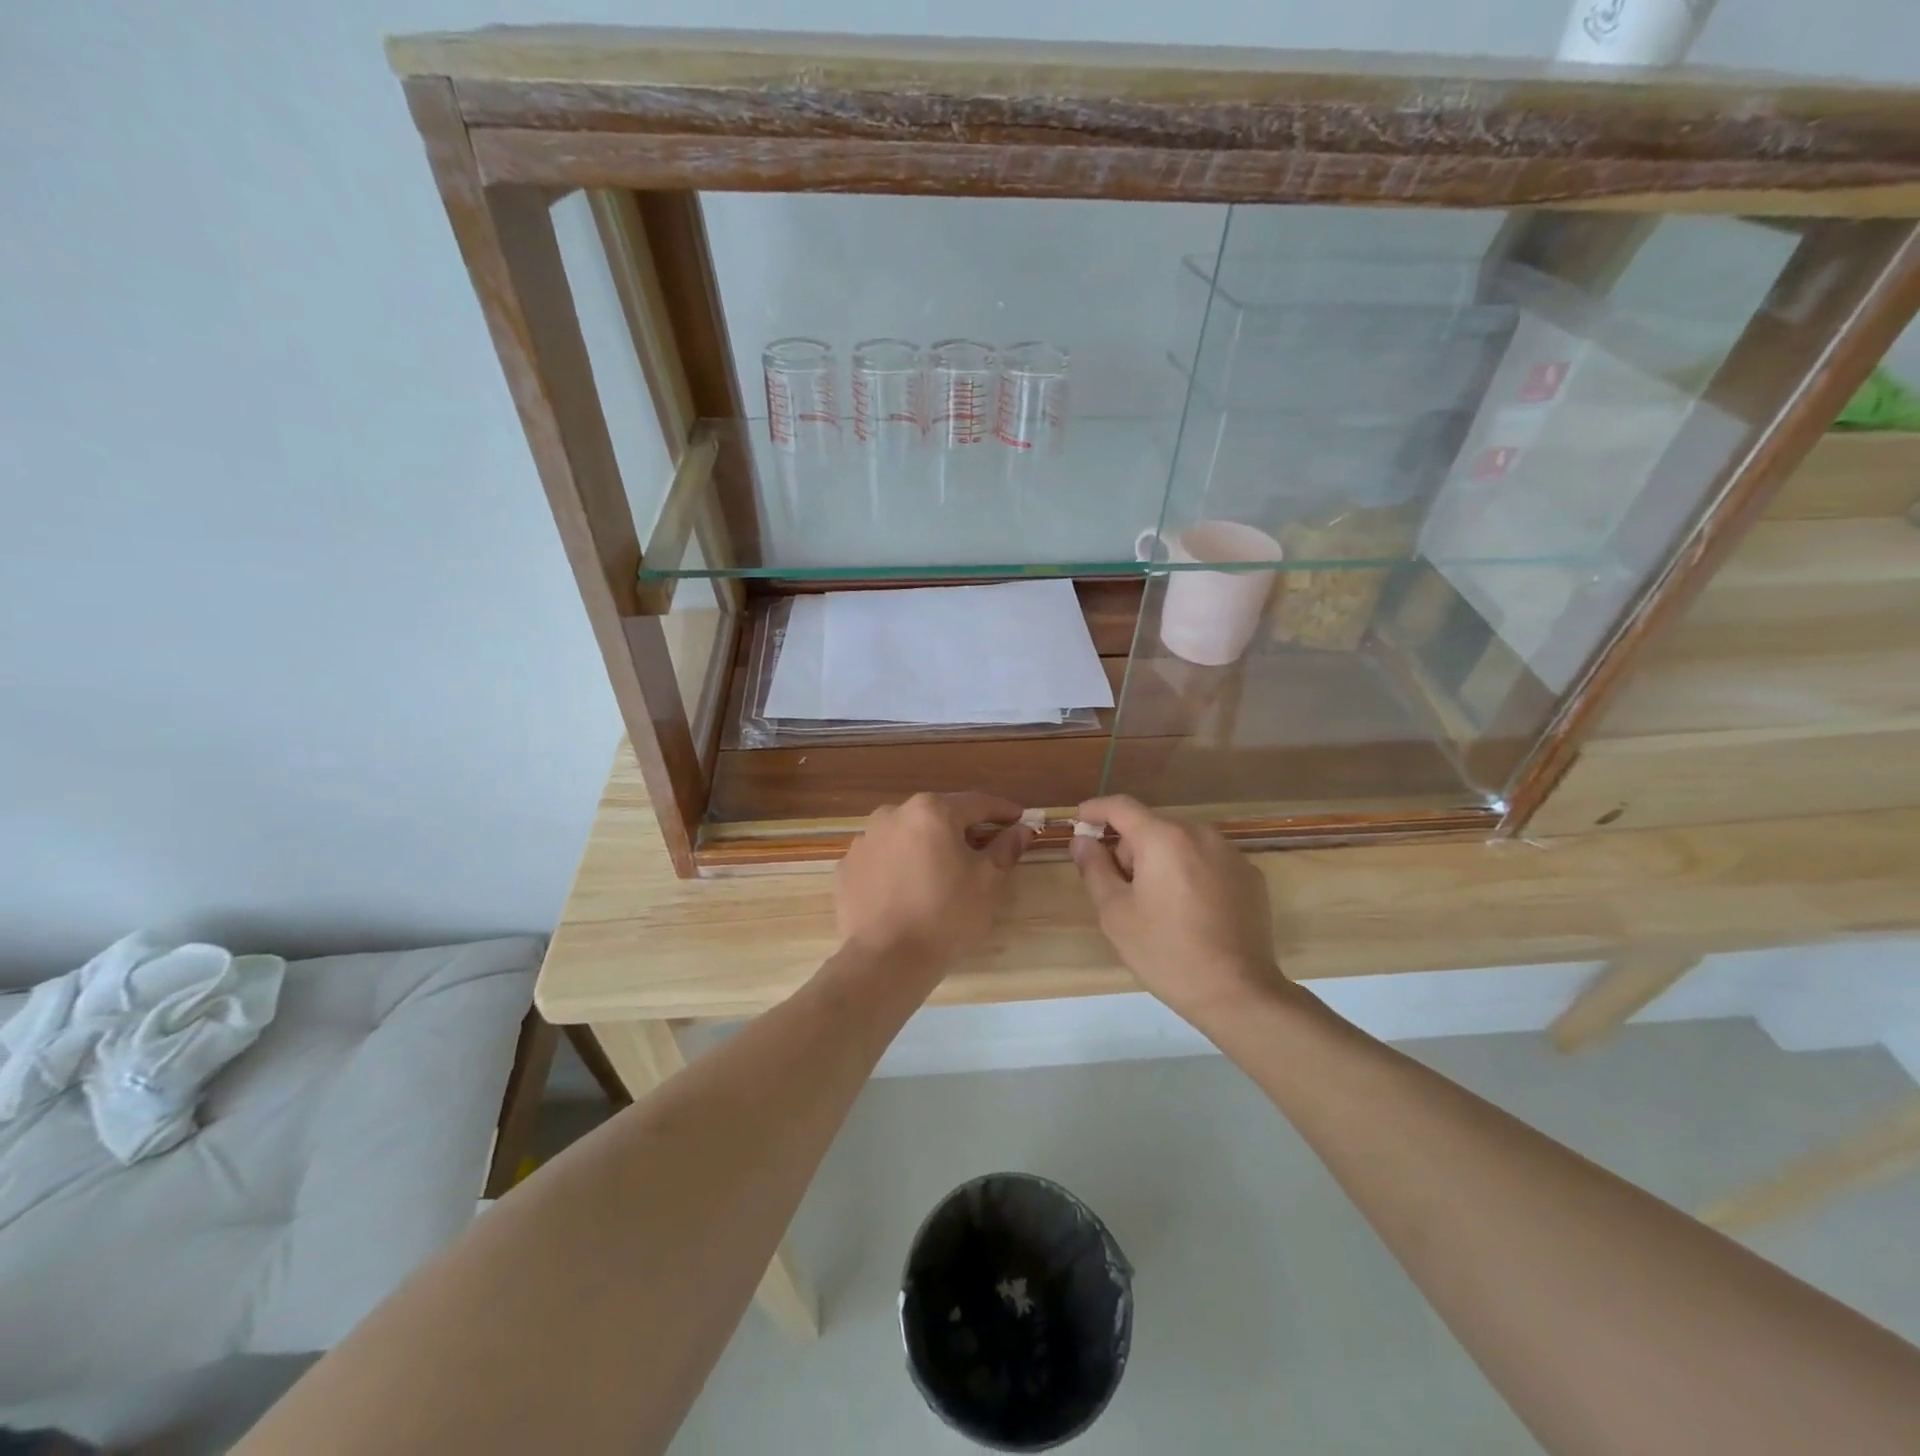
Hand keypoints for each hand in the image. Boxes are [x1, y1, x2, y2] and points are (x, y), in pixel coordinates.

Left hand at [835, 792, 1031, 971]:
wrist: (885, 960)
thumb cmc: (945, 916)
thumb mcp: (987, 882)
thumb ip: (1005, 848)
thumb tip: (1021, 829)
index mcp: (931, 811)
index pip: (976, 803)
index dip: (1001, 811)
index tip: (1019, 819)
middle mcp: (893, 814)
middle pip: (937, 816)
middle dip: (961, 829)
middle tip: (981, 850)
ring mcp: (864, 840)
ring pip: (906, 836)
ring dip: (926, 847)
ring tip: (940, 874)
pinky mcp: (846, 867)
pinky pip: (882, 859)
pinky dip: (898, 867)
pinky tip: (907, 891)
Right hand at [1070, 795, 1284, 1021]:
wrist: (1238, 993)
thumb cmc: (1166, 951)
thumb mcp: (1115, 913)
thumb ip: (1094, 869)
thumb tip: (1082, 841)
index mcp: (1163, 838)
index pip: (1121, 806)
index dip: (1096, 810)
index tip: (1080, 820)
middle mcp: (1200, 834)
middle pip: (1152, 827)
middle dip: (1131, 849)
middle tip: (1121, 890)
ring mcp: (1231, 854)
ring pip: (1182, 844)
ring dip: (1162, 861)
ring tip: (1159, 905)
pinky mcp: (1251, 877)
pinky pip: (1208, 862)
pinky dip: (1192, 874)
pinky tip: (1192, 913)